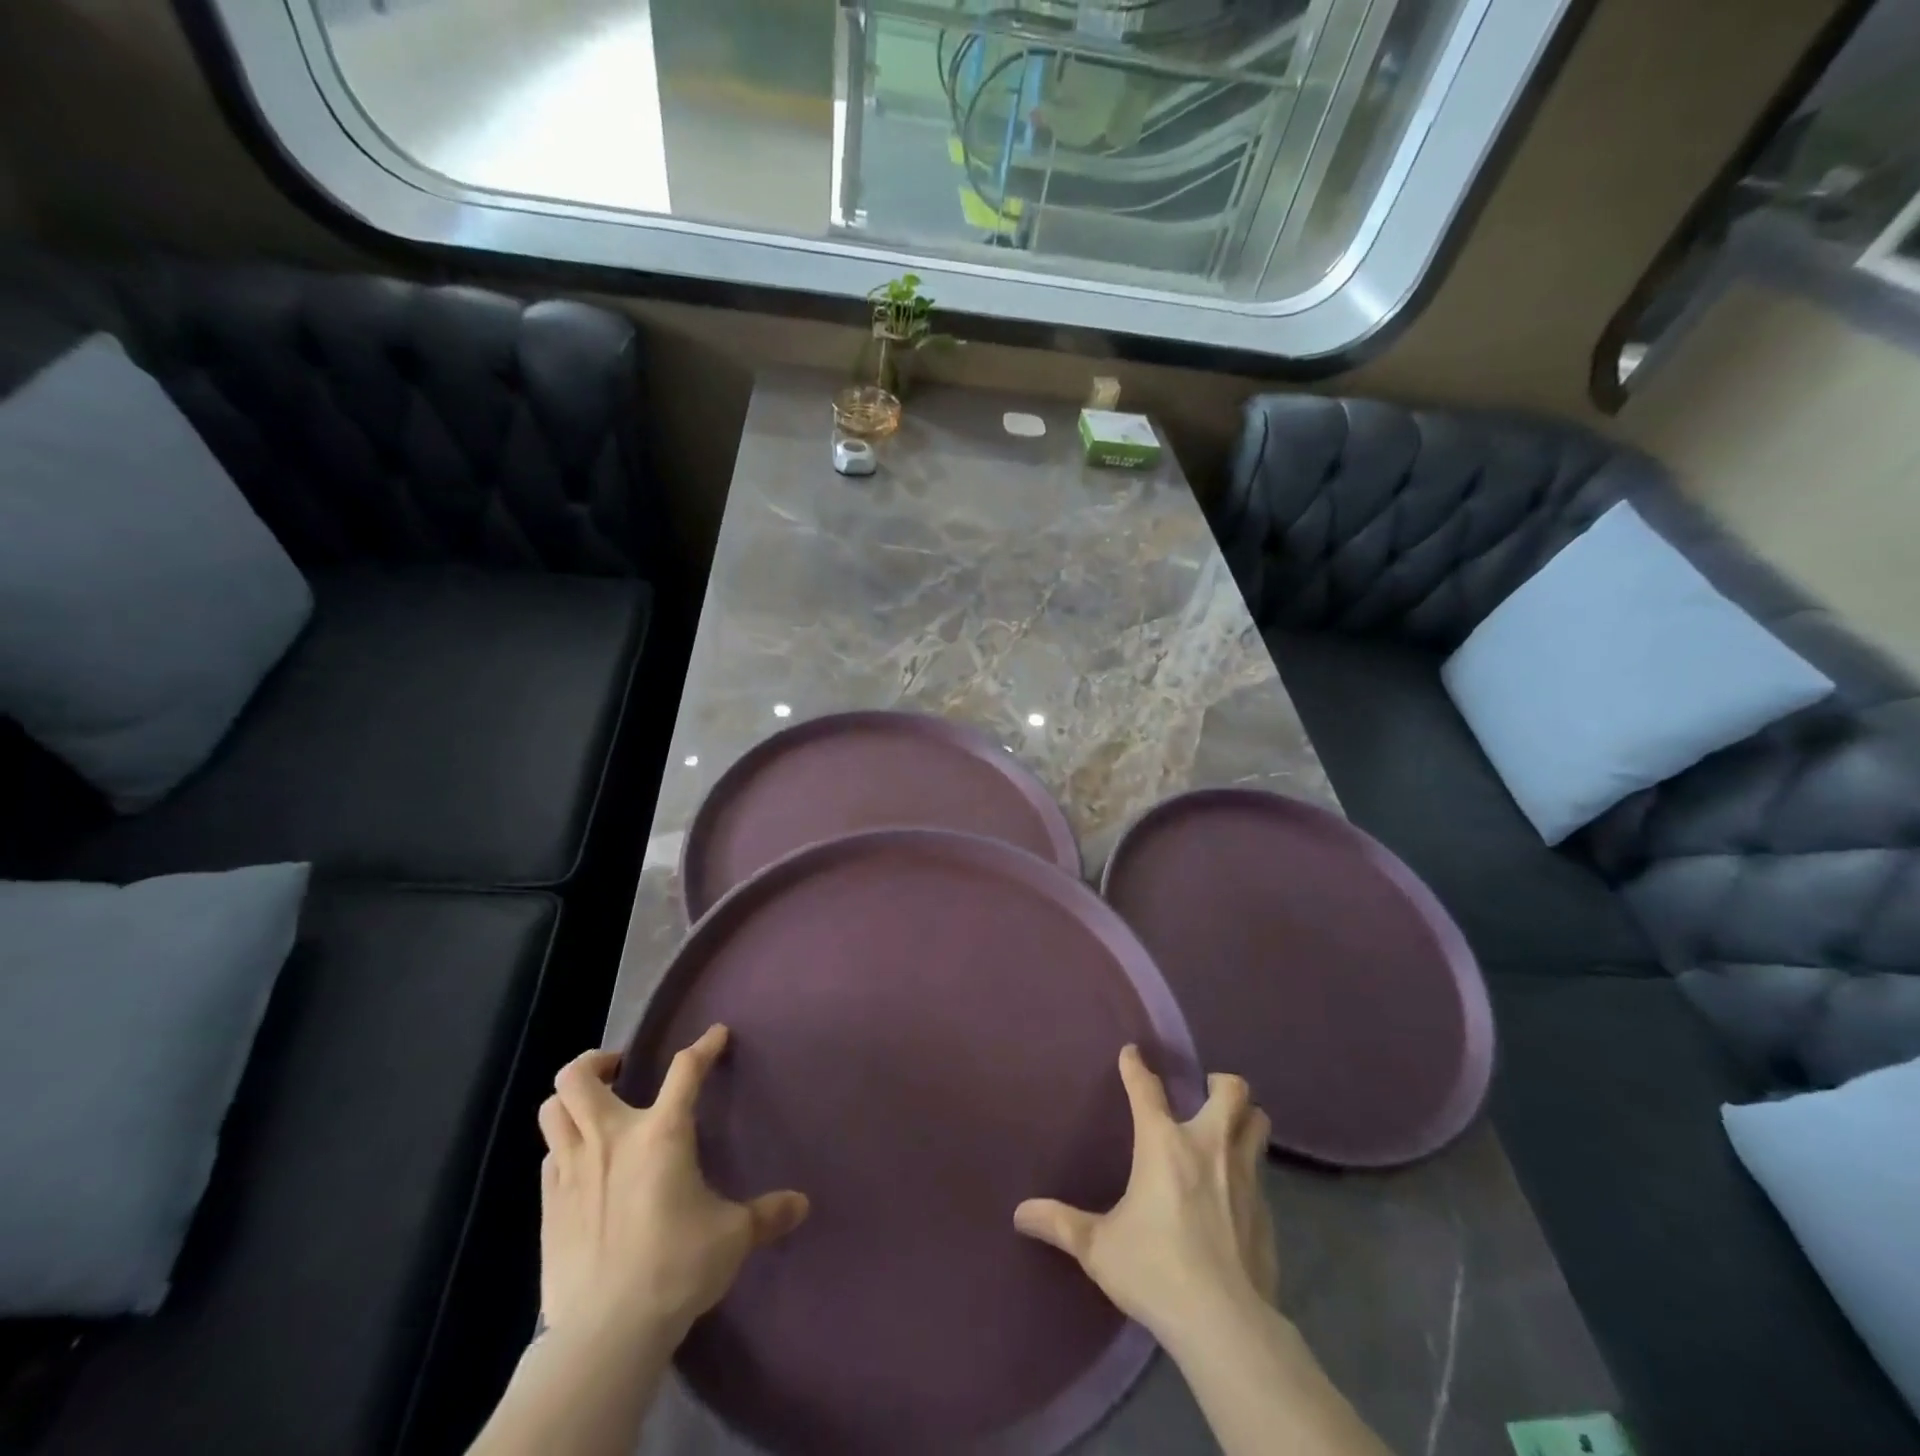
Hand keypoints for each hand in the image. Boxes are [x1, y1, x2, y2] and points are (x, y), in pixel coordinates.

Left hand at [536, 1024, 808, 1345]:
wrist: (606, 1332)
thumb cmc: (676, 1267)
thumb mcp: (732, 1237)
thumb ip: (766, 1214)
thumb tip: (801, 1205)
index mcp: (661, 1134)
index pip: (685, 1070)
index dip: (704, 1046)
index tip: (717, 1034)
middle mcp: (610, 1139)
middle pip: (579, 1077)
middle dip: (597, 1061)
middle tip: (620, 1070)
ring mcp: (571, 1171)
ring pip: (552, 1110)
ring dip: (570, 1100)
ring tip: (593, 1109)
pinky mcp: (548, 1207)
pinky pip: (548, 1157)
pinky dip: (563, 1148)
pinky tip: (581, 1166)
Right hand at [1014, 1045, 1277, 1345]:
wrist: (1225, 1324)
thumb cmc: (1155, 1270)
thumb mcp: (1098, 1248)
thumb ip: (1060, 1224)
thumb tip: (1020, 1213)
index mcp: (1163, 1144)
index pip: (1146, 1089)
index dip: (1136, 1067)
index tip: (1131, 1053)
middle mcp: (1208, 1146)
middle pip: (1231, 1091)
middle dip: (1220, 1084)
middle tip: (1205, 1093)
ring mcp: (1245, 1177)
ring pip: (1258, 1124)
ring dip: (1245, 1118)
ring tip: (1228, 1129)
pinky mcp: (1266, 1212)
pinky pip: (1262, 1173)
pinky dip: (1250, 1170)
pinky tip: (1236, 1194)